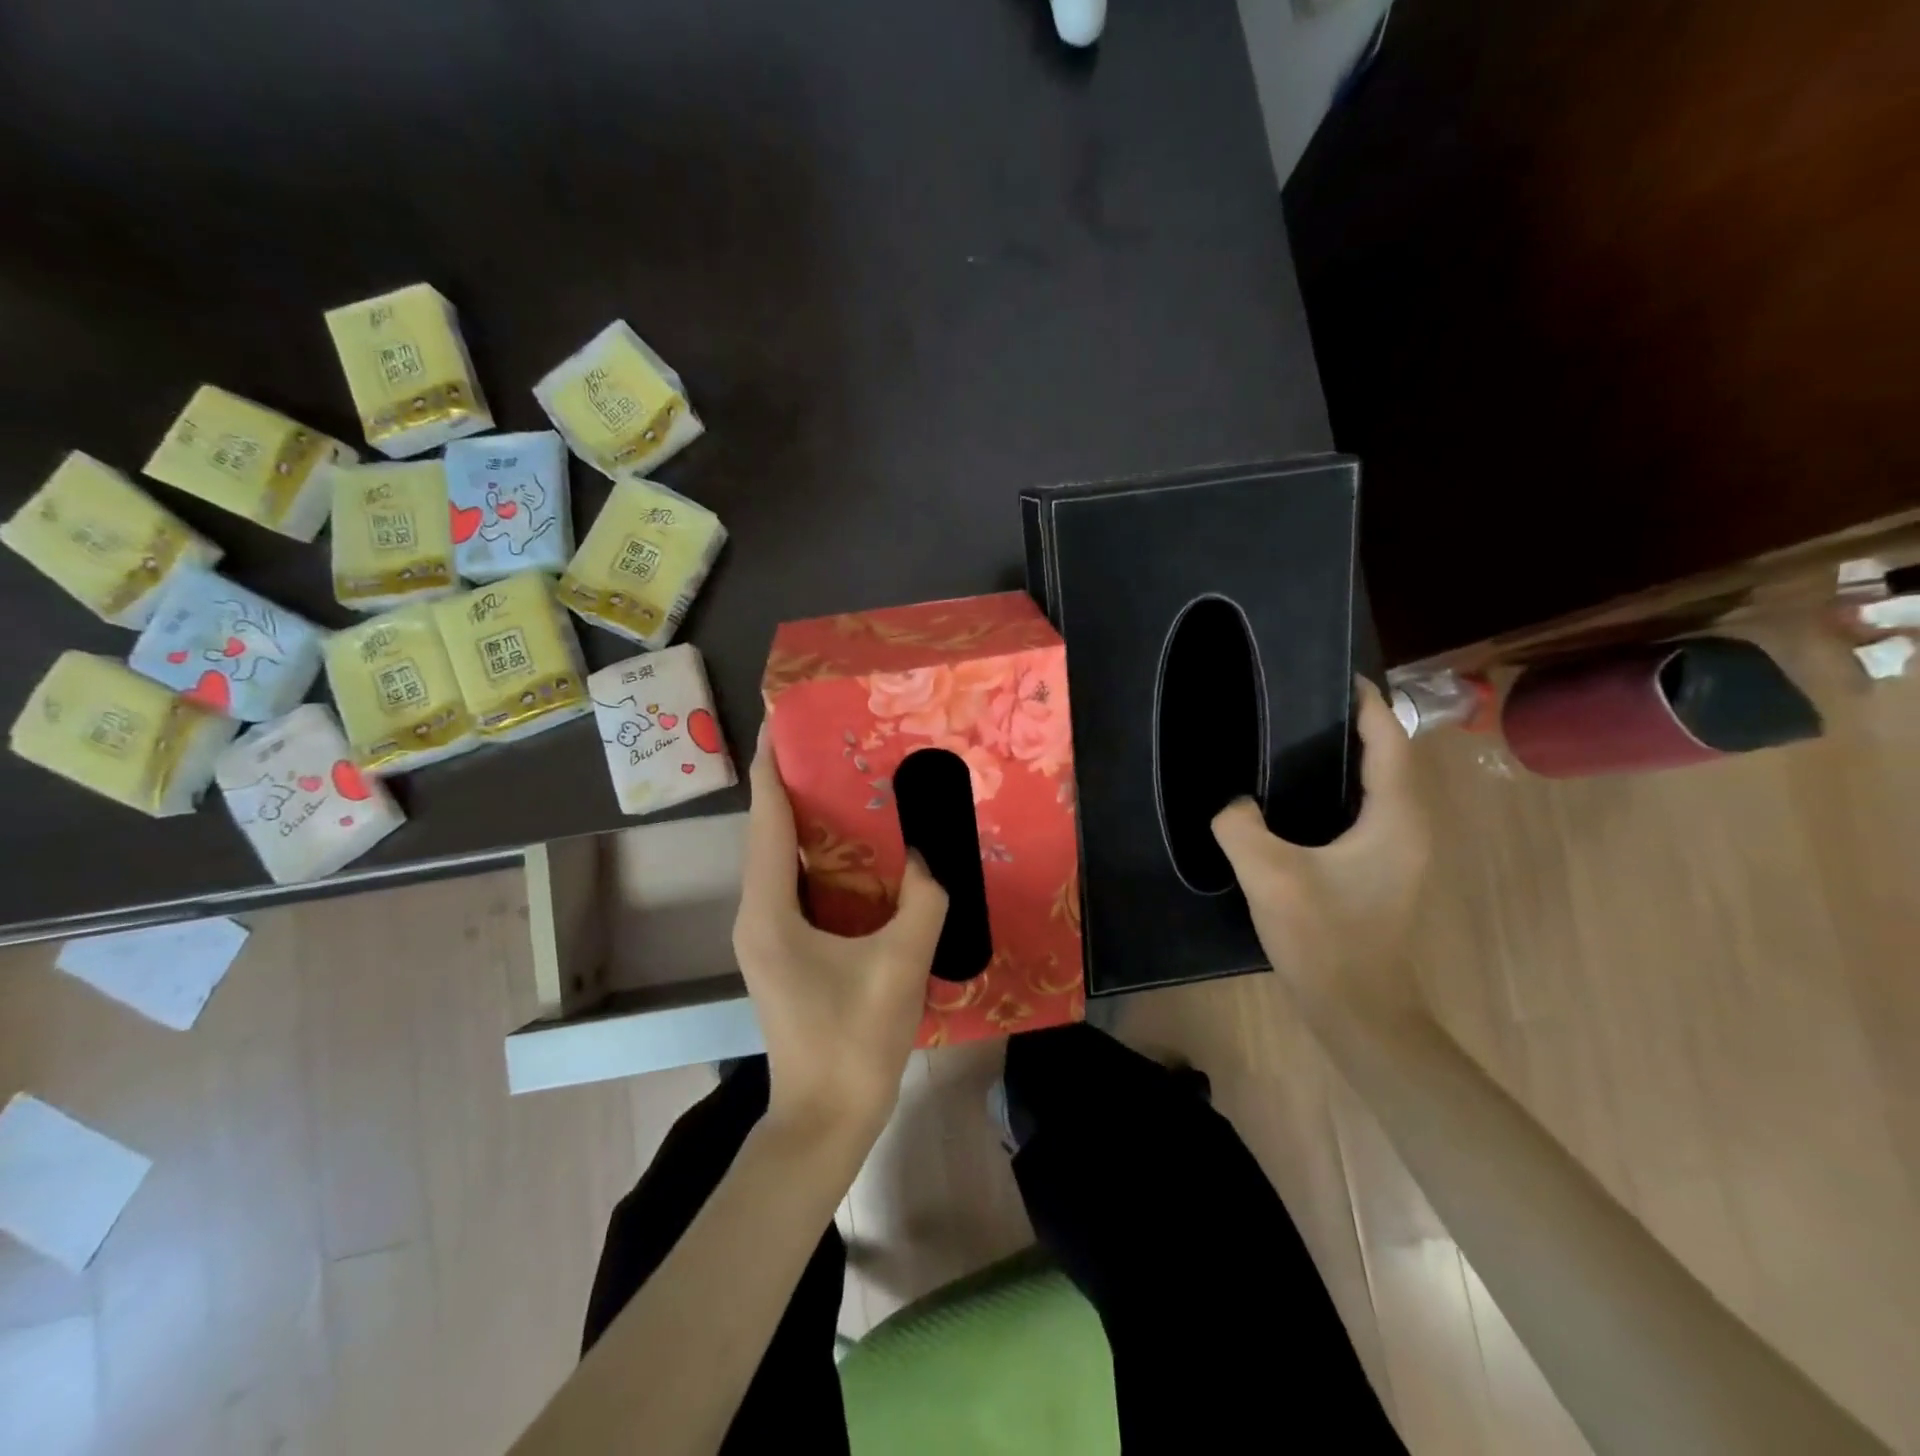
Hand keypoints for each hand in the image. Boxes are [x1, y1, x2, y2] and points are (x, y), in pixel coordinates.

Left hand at [733, 721, 949, 1147]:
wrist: (825, 1120)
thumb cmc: (854, 1041)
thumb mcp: (900, 964)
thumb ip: (922, 900)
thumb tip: (929, 855)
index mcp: (769, 911)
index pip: (765, 821)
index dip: (771, 767)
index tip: (781, 721)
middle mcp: (756, 915)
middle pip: (766, 834)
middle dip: (791, 785)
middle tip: (830, 743)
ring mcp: (765, 936)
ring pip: (778, 861)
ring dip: (803, 821)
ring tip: (842, 781)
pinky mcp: (782, 952)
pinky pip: (794, 886)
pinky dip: (816, 858)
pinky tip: (853, 850)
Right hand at [1211, 678, 1430, 1010]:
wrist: (1358, 1011)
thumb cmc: (1324, 938)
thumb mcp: (1269, 874)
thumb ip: (1240, 825)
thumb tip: (1233, 803)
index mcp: (1396, 817)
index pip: (1389, 739)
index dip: (1366, 702)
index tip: (1332, 675)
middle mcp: (1410, 826)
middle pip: (1389, 756)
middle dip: (1354, 723)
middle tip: (1301, 703)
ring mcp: (1401, 851)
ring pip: (1379, 785)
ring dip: (1347, 757)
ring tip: (1296, 738)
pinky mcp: (1384, 870)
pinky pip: (1367, 810)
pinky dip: (1340, 788)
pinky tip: (1297, 796)